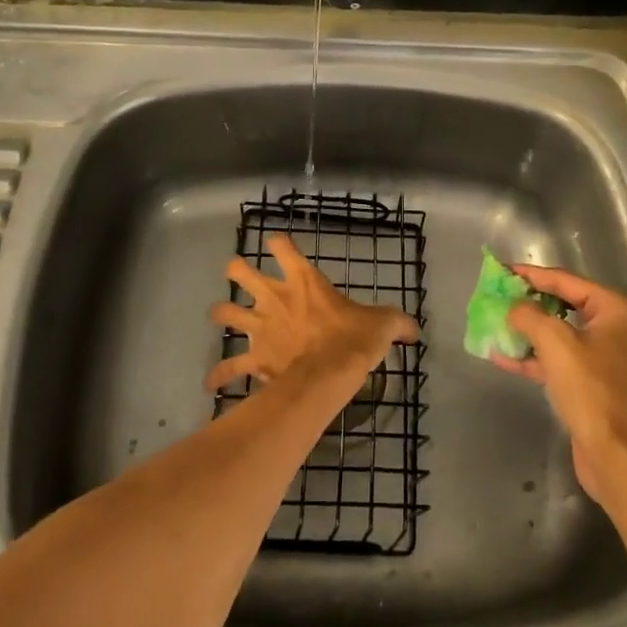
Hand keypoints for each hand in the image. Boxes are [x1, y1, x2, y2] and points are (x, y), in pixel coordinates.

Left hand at [203, 234, 418, 394]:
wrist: (328, 376)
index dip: (279, 243)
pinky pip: (228, 367)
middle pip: (240, 272)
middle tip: (240, 275)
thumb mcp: (382, 324)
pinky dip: (219, 375)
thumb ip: (396, 322)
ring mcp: (259, 327)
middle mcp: (275, 297)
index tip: (280, 245)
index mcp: (304, 280)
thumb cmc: (353, 340)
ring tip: (222, 317)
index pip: (283, 246)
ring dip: (221, 314)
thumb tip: (414, 329)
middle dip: (236, 271)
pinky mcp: (253, 358)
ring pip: (224, 313)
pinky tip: (212, 383)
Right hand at [489, 265, 626, 502]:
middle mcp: (617, 329)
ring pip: (560, 335)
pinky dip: (535, 358)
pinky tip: (503, 358)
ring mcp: (608, 359)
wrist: (617, 458)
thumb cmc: (591, 390)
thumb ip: (529, 315)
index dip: (532, 275)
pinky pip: (561, 361)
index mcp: (616, 310)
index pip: (567, 281)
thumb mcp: (555, 343)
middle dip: (529, 304)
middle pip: (564, 306)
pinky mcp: (596, 385)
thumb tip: (513, 307)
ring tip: (495, 325)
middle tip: (499, 296)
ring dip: (528, 333)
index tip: (503, 270)